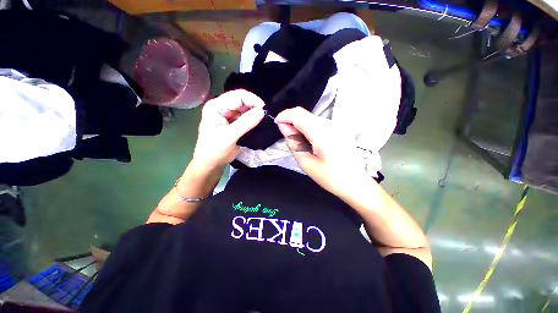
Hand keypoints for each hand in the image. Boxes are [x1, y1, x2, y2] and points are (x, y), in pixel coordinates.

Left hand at [192, 89, 264, 171]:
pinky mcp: (235, 123)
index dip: (252, 100)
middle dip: (255, 107)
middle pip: (243, 101)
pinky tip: (260, 124)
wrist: (211, 163)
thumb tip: (262, 112)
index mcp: (216, 106)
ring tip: (264, 120)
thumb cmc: (214, 150)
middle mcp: (223, 107)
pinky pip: (247, 118)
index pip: (237, 96)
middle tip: (265, 116)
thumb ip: (245, 123)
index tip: (264, 110)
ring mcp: (230, 115)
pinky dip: (254, 120)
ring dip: (255, 113)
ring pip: (246, 109)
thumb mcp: (229, 136)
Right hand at [275, 107, 368, 198]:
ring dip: (300, 125)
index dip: (285, 116)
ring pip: (311, 117)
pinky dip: (309, 128)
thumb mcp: (306, 163)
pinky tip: (311, 141)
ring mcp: (337, 125)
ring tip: (301, 143)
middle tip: (288, 137)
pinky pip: (319, 122)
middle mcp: (331, 125)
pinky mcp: (340, 128)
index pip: (298, 115)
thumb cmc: (330, 177)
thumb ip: (293, 142)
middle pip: (305, 114)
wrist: (355, 182)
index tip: (277, 123)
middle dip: (291, 121)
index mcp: (323, 135)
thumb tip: (283, 126)